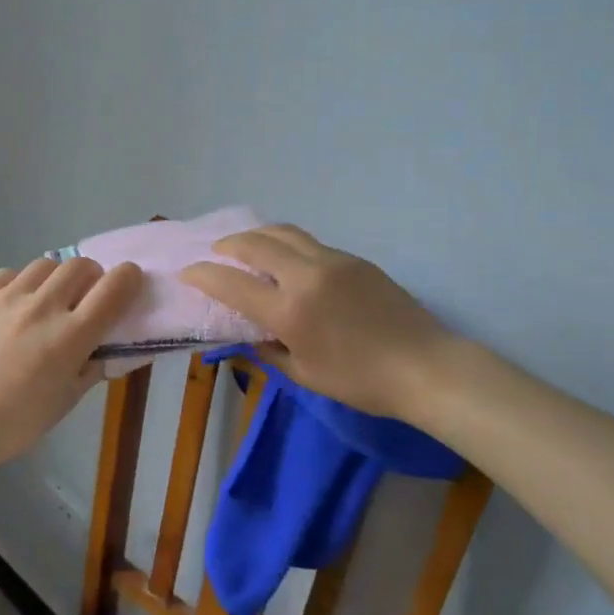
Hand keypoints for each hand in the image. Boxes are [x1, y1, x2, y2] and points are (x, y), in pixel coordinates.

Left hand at [0, 257, 143, 468]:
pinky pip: (9, 275)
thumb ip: (94, 365)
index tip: (127, 284)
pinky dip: (19, 286)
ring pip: (45, 264)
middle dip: (91, 277)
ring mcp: (6, 298)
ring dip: (55, 279)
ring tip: (44, 302)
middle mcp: (42, 308)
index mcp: (70, 337)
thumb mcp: (68, 399)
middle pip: (81, 265)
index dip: (128, 278)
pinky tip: (11, 309)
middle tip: (83, 298)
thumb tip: (111, 344)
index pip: (114, 287)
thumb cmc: (18, 422)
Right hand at [180, 225, 455, 423]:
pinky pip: (310, 243)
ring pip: (285, 232)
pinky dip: (287, 244)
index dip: (204, 275)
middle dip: (228, 244)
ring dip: (258, 234)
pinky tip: (287, 260)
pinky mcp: (354, 259)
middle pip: (256, 243)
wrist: (425, 366)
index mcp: (291, 310)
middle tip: (216, 252)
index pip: (233, 283)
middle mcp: (307, 275)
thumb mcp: (306, 375)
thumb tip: (250, 333)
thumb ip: (270, 349)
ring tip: (247, 245)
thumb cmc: (362, 382)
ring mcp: (333, 261)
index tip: (187, 272)